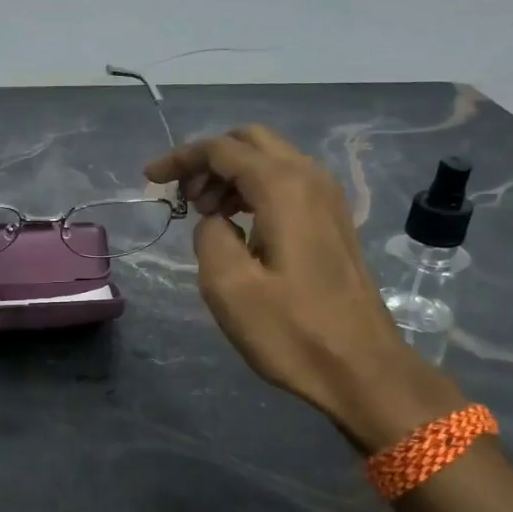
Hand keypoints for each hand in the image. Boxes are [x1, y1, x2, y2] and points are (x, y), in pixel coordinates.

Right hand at [145, 126, 463, 451]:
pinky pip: (286, 184)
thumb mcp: (229, 287)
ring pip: (270, 161)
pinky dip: (253, 191)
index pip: (222, 149)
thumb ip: (209, 236)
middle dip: (208, 160)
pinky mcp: (333, 221)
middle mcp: (310, 178)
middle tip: (182, 198)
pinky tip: (237, 227)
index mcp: (283, 187)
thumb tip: (215, 221)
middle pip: (250, 142)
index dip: (181, 159)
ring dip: (230, 176)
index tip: (149, 179)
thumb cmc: (293, 331)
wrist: (363, 369)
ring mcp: (328, 199)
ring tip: (204, 215)